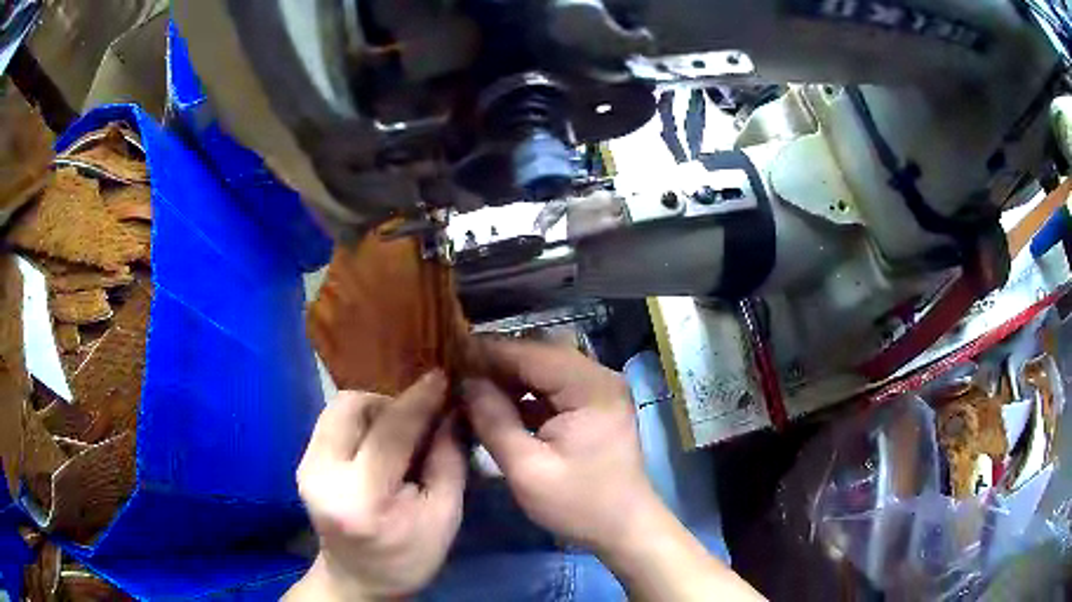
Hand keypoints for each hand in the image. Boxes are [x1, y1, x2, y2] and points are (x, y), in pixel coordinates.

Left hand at [286, 371, 465, 600]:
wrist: (358, 578)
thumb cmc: (408, 556)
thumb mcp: (444, 516)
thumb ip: (449, 460)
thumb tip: (451, 409)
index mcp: (361, 499)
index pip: (390, 433)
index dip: (418, 401)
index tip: (442, 378)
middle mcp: (322, 474)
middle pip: (352, 407)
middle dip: (390, 402)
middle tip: (418, 419)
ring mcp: (306, 466)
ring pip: (339, 408)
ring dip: (374, 409)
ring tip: (399, 432)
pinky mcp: (303, 462)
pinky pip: (333, 421)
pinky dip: (361, 421)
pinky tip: (378, 441)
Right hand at [463, 339, 660, 553]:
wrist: (624, 528)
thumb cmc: (579, 503)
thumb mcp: (527, 469)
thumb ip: (493, 421)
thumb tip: (466, 382)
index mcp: (590, 387)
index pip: (530, 353)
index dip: (486, 352)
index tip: (447, 355)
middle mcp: (599, 376)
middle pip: (539, 355)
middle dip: (496, 363)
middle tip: (455, 374)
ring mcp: (600, 389)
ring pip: (544, 368)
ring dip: (509, 377)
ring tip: (470, 387)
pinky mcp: (595, 404)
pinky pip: (553, 386)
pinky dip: (525, 392)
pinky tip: (498, 404)